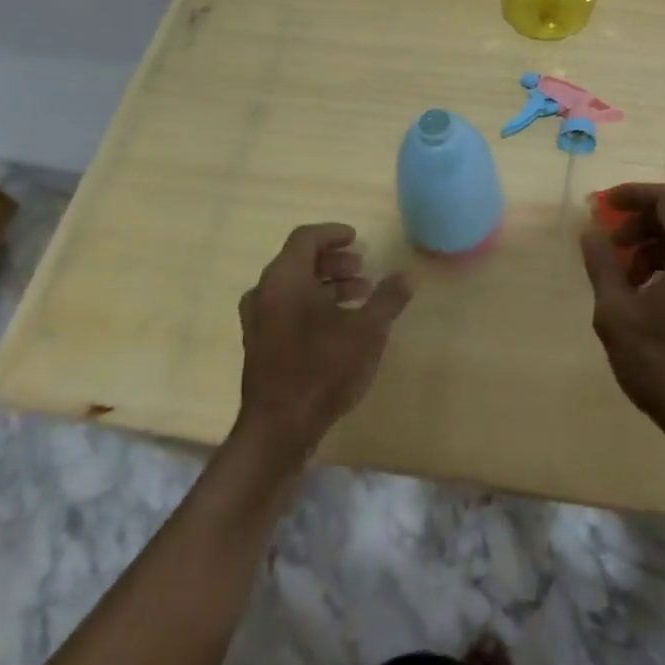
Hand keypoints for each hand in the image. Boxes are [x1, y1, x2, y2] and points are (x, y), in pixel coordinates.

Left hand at [235, 223, 412, 458]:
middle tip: (363, 270)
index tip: (357, 239)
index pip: (306, 237)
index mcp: (285, 278)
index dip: (333, 234)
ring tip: (359, 297)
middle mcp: (264, 292)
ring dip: (326, 285)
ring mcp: (257, 320)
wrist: (278, 430)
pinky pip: (286, 308)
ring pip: (293, 287)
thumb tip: (407, 275)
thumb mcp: (367, 331)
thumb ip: (388, 298)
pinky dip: (312, 304)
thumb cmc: (323, 370)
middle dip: (334, 262)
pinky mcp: (258, 345)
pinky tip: (338, 325)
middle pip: (299, 261)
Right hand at [580, 183, 664, 456]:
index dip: (633, 195)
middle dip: (642, 223)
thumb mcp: (617, 313)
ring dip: (657, 245)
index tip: (604, 206)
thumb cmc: (664, 366)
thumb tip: (591, 231)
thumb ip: (602, 264)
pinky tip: (652, 295)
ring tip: (627, 278)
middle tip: (612, 246)